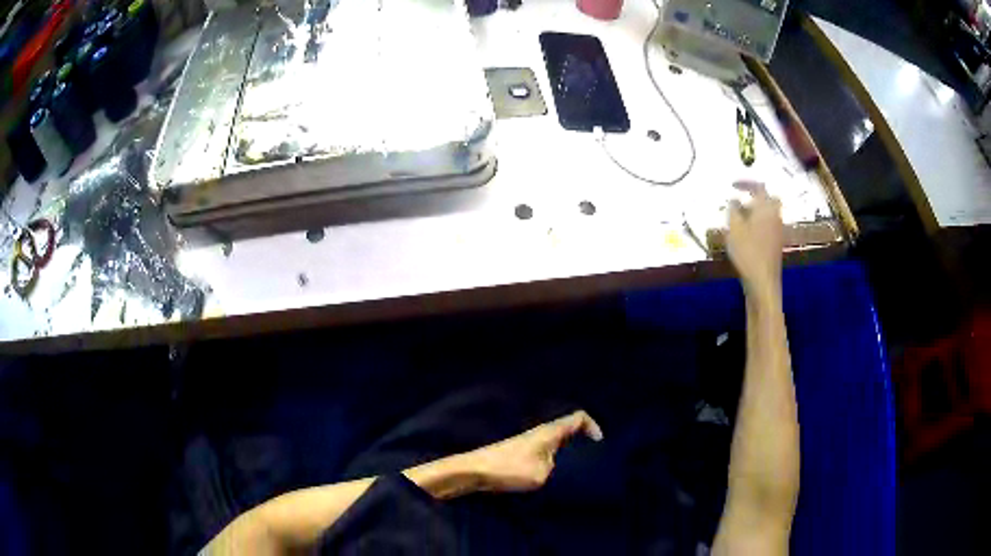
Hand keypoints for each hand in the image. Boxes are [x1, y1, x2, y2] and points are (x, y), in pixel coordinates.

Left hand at [463, 411, 602, 492]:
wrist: (475, 470)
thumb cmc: (510, 468)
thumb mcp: (543, 473)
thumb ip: (559, 469)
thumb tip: (562, 469)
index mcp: (550, 431)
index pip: (578, 417)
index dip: (593, 426)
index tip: (600, 444)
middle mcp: (542, 432)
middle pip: (569, 430)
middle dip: (583, 442)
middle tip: (592, 460)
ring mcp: (530, 442)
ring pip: (558, 442)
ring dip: (569, 453)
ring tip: (576, 471)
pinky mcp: (521, 453)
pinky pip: (547, 452)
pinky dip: (556, 460)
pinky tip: (555, 475)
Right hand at [727, 181, 782, 294]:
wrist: (763, 282)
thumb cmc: (747, 253)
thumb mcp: (733, 229)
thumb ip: (732, 210)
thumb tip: (733, 200)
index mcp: (765, 207)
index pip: (758, 186)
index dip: (745, 182)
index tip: (732, 185)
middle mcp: (775, 215)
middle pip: (769, 198)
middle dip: (755, 195)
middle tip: (742, 198)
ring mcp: (778, 230)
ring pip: (769, 211)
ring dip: (756, 209)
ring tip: (741, 216)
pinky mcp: (776, 243)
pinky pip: (769, 224)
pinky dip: (759, 221)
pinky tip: (747, 232)